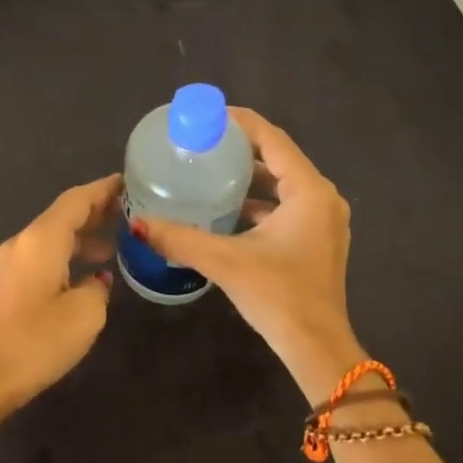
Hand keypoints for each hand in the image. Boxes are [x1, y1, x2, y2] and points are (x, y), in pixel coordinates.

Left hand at [0, 174, 120, 412]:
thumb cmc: (36, 342)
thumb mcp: (85, 314)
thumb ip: (98, 288)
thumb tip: (96, 280)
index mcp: (42, 239)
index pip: (77, 199)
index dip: (104, 189)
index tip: (129, 182)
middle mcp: (23, 242)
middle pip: (63, 215)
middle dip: (95, 212)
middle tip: (129, 213)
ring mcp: (9, 264)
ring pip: (52, 238)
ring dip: (82, 238)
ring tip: (114, 246)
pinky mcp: (5, 285)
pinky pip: (42, 257)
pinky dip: (66, 257)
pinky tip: (85, 277)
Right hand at [134, 110, 358, 400]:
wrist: (316, 347)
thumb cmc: (278, 296)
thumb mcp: (225, 262)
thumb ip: (180, 238)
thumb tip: (138, 224)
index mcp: (309, 192)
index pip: (272, 139)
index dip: (240, 122)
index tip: (206, 115)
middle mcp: (322, 198)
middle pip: (278, 157)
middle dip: (240, 147)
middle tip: (201, 142)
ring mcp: (324, 220)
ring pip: (282, 183)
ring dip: (249, 175)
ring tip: (209, 169)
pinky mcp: (317, 239)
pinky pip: (286, 205)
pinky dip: (258, 200)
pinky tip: (227, 207)